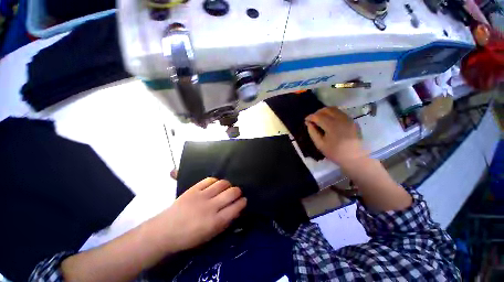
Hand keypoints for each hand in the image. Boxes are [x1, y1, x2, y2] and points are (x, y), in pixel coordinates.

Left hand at [152, 178, 246, 251]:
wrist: (165, 231)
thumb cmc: (189, 237)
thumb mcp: (210, 235)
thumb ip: (225, 222)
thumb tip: (237, 210)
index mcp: (215, 221)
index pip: (236, 207)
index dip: (242, 202)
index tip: (244, 200)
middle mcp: (210, 207)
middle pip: (231, 192)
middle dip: (238, 191)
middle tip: (237, 193)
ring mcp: (201, 196)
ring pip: (222, 183)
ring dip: (228, 184)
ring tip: (226, 187)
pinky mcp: (193, 189)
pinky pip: (209, 180)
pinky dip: (215, 181)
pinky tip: (215, 185)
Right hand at [305, 107, 366, 165]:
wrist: (355, 158)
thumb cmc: (335, 152)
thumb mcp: (320, 144)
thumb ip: (313, 132)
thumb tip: (308, 123)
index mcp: (332, 126)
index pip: (318, 116)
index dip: (310, 117)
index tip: (306, 120)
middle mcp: (341, 119)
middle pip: (326, 110)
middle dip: (317, 113)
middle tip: (312, 119)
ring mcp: (348, 119)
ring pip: (334, 109)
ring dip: (324, 112)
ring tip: (319, 118)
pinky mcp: (352, 120)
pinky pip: (340, 112)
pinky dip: (332, 113)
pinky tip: (329, 120)